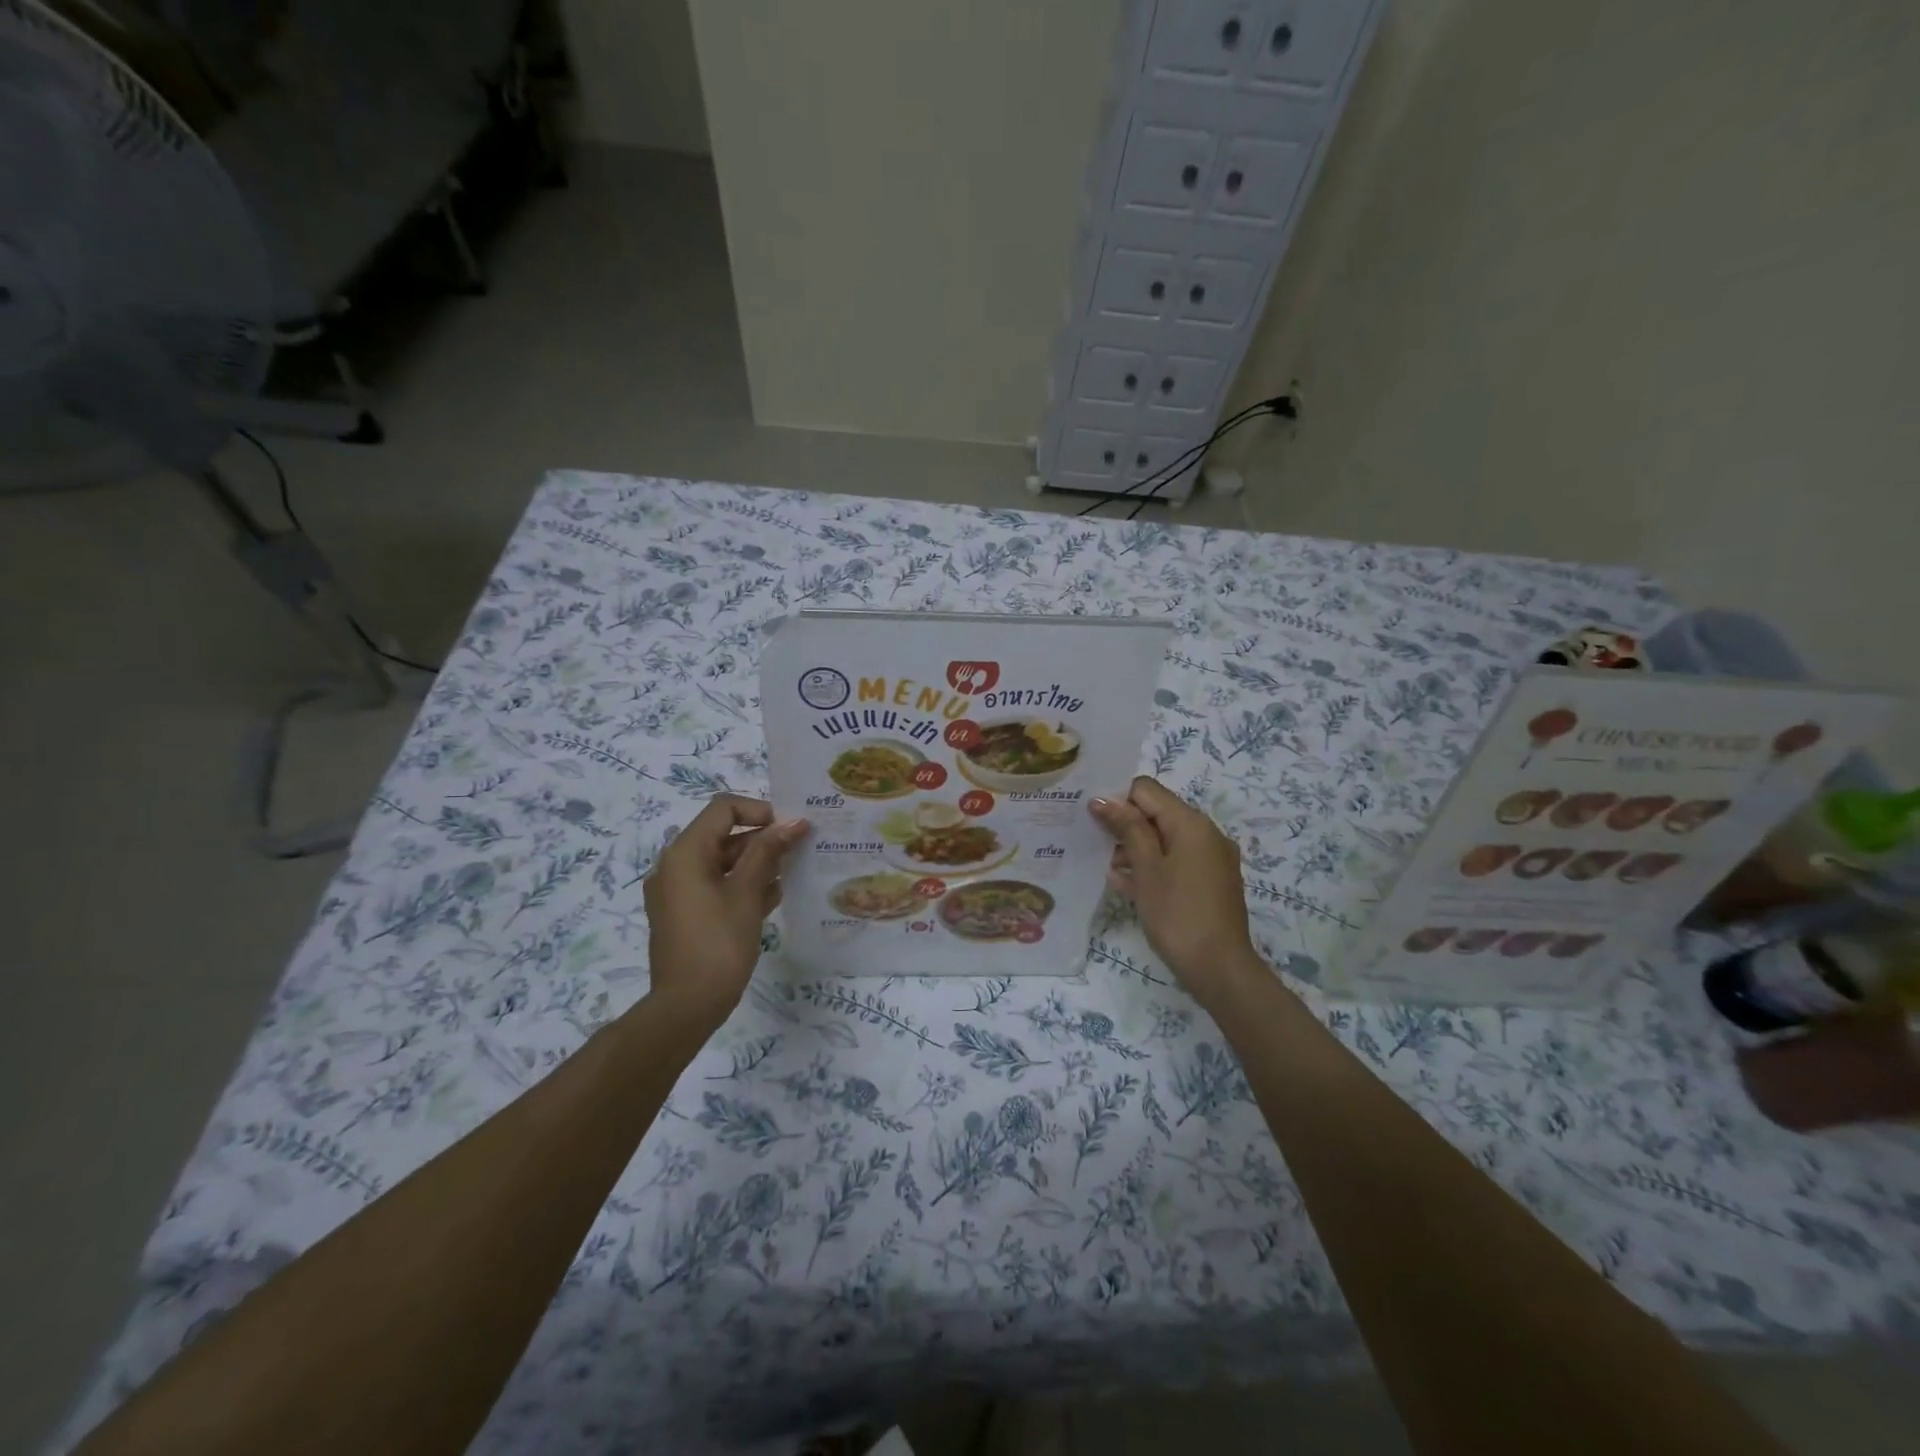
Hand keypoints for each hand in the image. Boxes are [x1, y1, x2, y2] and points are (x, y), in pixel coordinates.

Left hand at [644, 795, 807, 1022]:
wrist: (686, 1007)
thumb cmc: (718, 943)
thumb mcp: (747, 892)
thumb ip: (769, 851)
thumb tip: (794, 821)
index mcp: (685, 853)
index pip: (724, 808)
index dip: (759, 810)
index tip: (790, 829)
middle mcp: (676, 865)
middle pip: (724, 834)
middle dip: (763, 839)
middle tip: (799, 850)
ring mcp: (678, 892)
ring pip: (723, 862)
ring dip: (757, 863)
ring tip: (791, 874)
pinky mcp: (685, 914)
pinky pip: (716, 886)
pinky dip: (742, 885)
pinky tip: (773, 897)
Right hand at [1090, 776, 1262, 1005]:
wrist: (1219, 968)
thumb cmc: (1177, 913)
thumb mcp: (1146, 868)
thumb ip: (1127, 828)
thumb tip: (1102, 799)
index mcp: (1191, 822)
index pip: (1147, 790)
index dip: (1117, 799)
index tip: (1092, 819)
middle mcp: (1206, 833)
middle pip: (1157, 813)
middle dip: (1125, 825)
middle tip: (1093, 843)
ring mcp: (1212, 859)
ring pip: (1166, 839)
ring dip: (1136, 848)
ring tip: (1107, 868)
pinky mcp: (1211, 882)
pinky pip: (1177, 861)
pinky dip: (1154, 866)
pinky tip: (1127, 884)